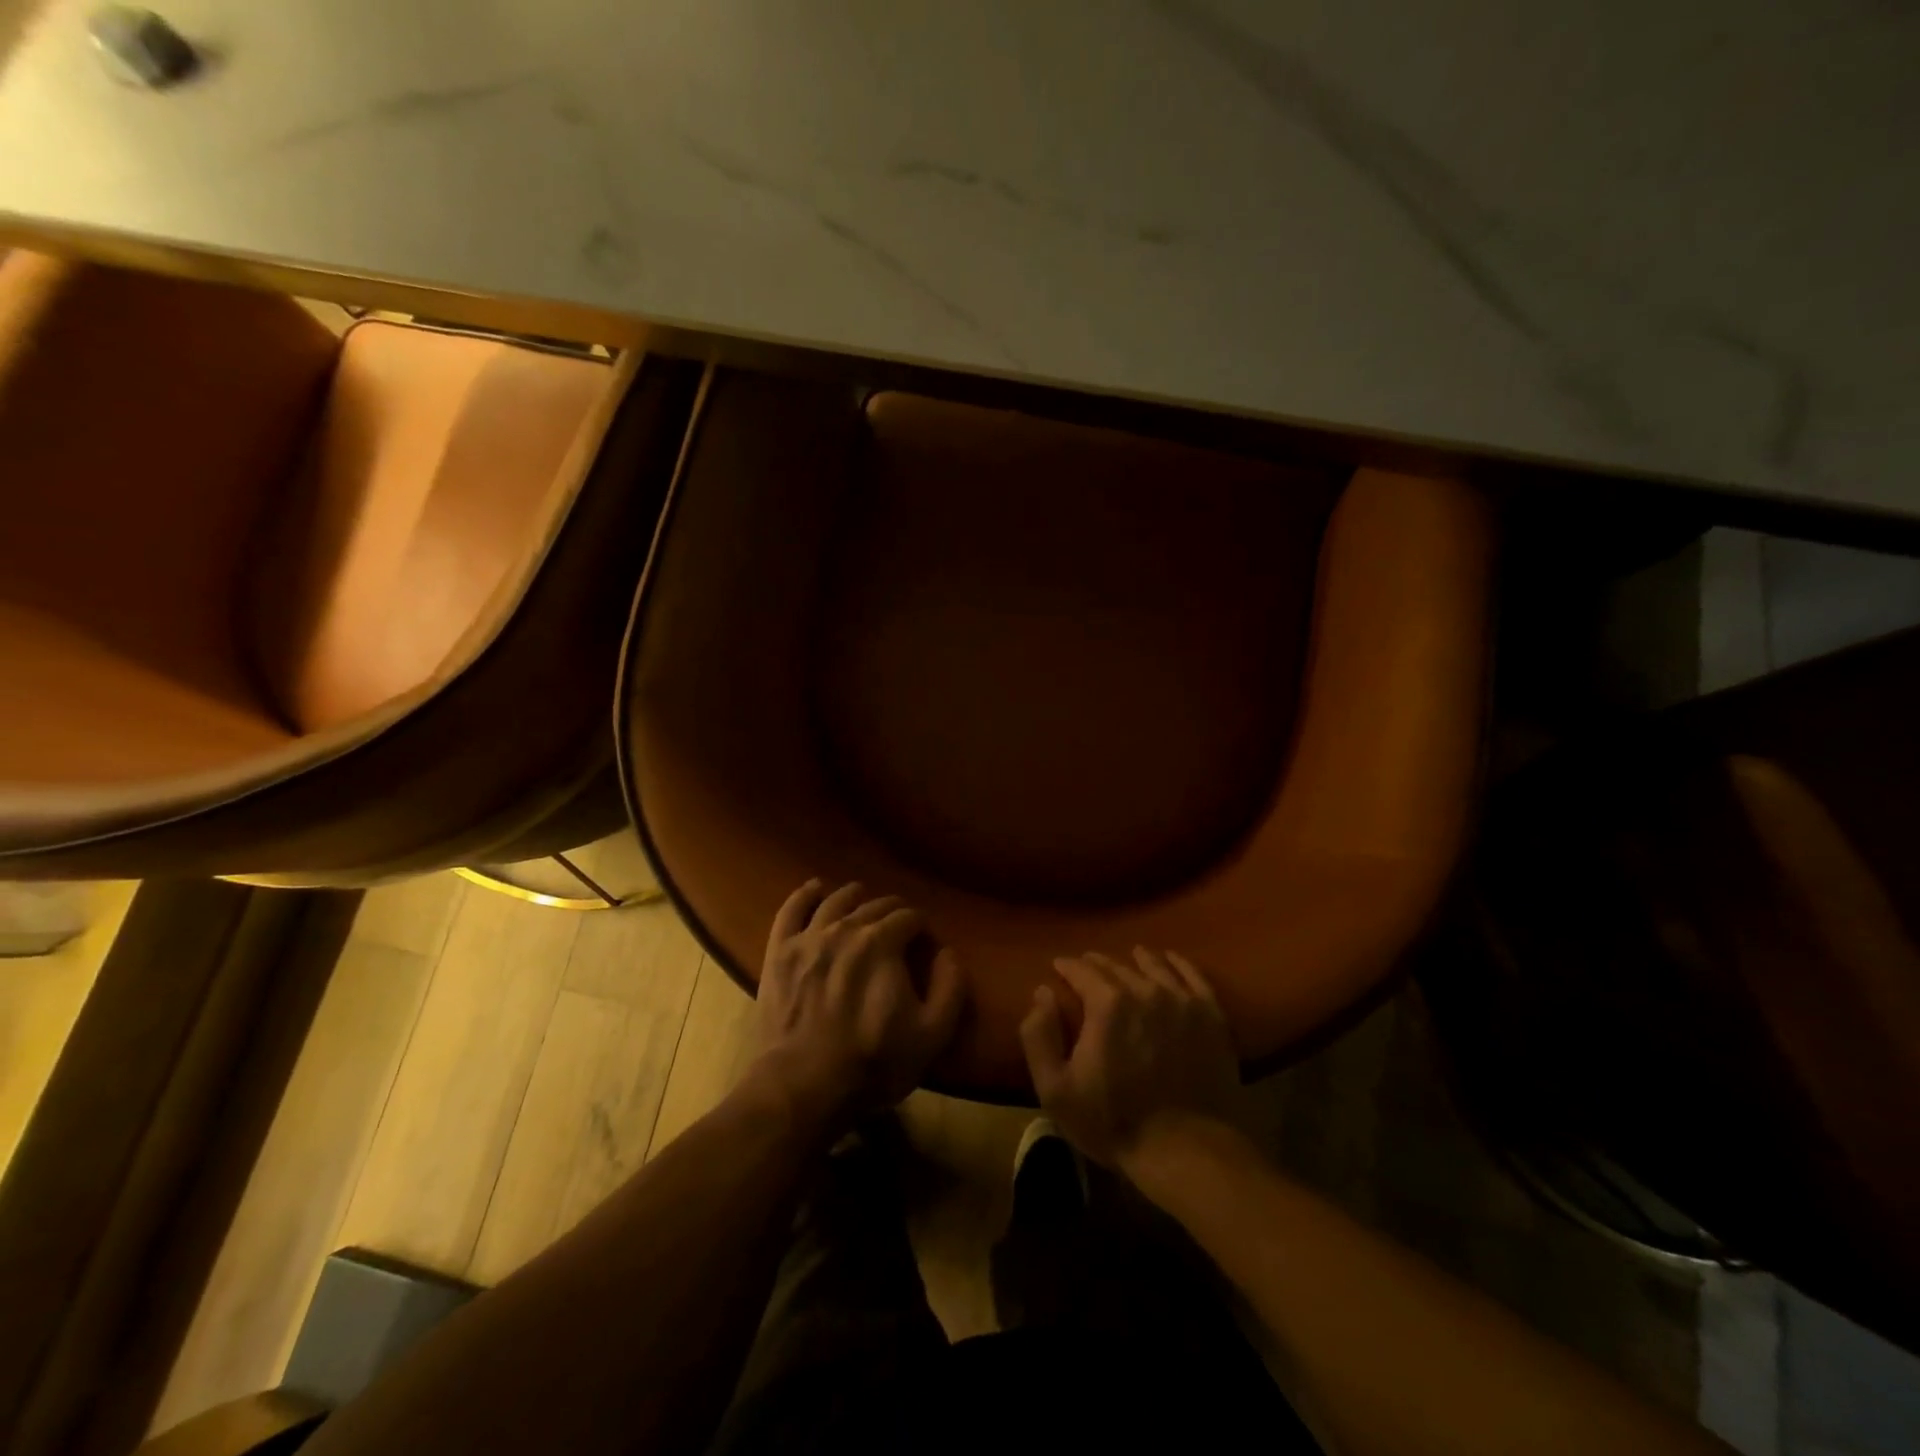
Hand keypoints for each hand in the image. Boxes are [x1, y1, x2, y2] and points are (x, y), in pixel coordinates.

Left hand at [750, 879, 963, 1129]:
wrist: (803, 1085)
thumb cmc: (873, 1062)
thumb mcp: (931, 1034)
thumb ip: (949, 988)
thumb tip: (948, 953)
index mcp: (883, 942)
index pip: (908, 916)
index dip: (919, 925)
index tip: (923, 938)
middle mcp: (845, 928)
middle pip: (873, 906)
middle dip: (891, 910)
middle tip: (897, 923)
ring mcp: (808, 938)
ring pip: (834, 901)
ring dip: (852, 896)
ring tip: (860, 896)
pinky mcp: (779, 952)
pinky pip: (791, 911)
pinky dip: (804, 895)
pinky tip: (814, 888)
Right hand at [1020, 948, 1243, 1172]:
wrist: (1187, 1151)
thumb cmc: (1113, 1122)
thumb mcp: (1056, 1089)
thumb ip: (1039, 1035)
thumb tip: (1043, 992)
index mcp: (1106, 1003)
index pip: (1081, 970)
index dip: (1066, 966)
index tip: (1058, 967)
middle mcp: (1145, 990)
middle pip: (1116, 965)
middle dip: (1096, 964)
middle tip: (1087, 966)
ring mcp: (1182, 1000)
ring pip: (1154, 965)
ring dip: (1137, 959)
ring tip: (1129, 957)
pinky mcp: (1211, 1015)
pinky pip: (1194, 976)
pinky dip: (1179, 963)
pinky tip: (1170, 959)